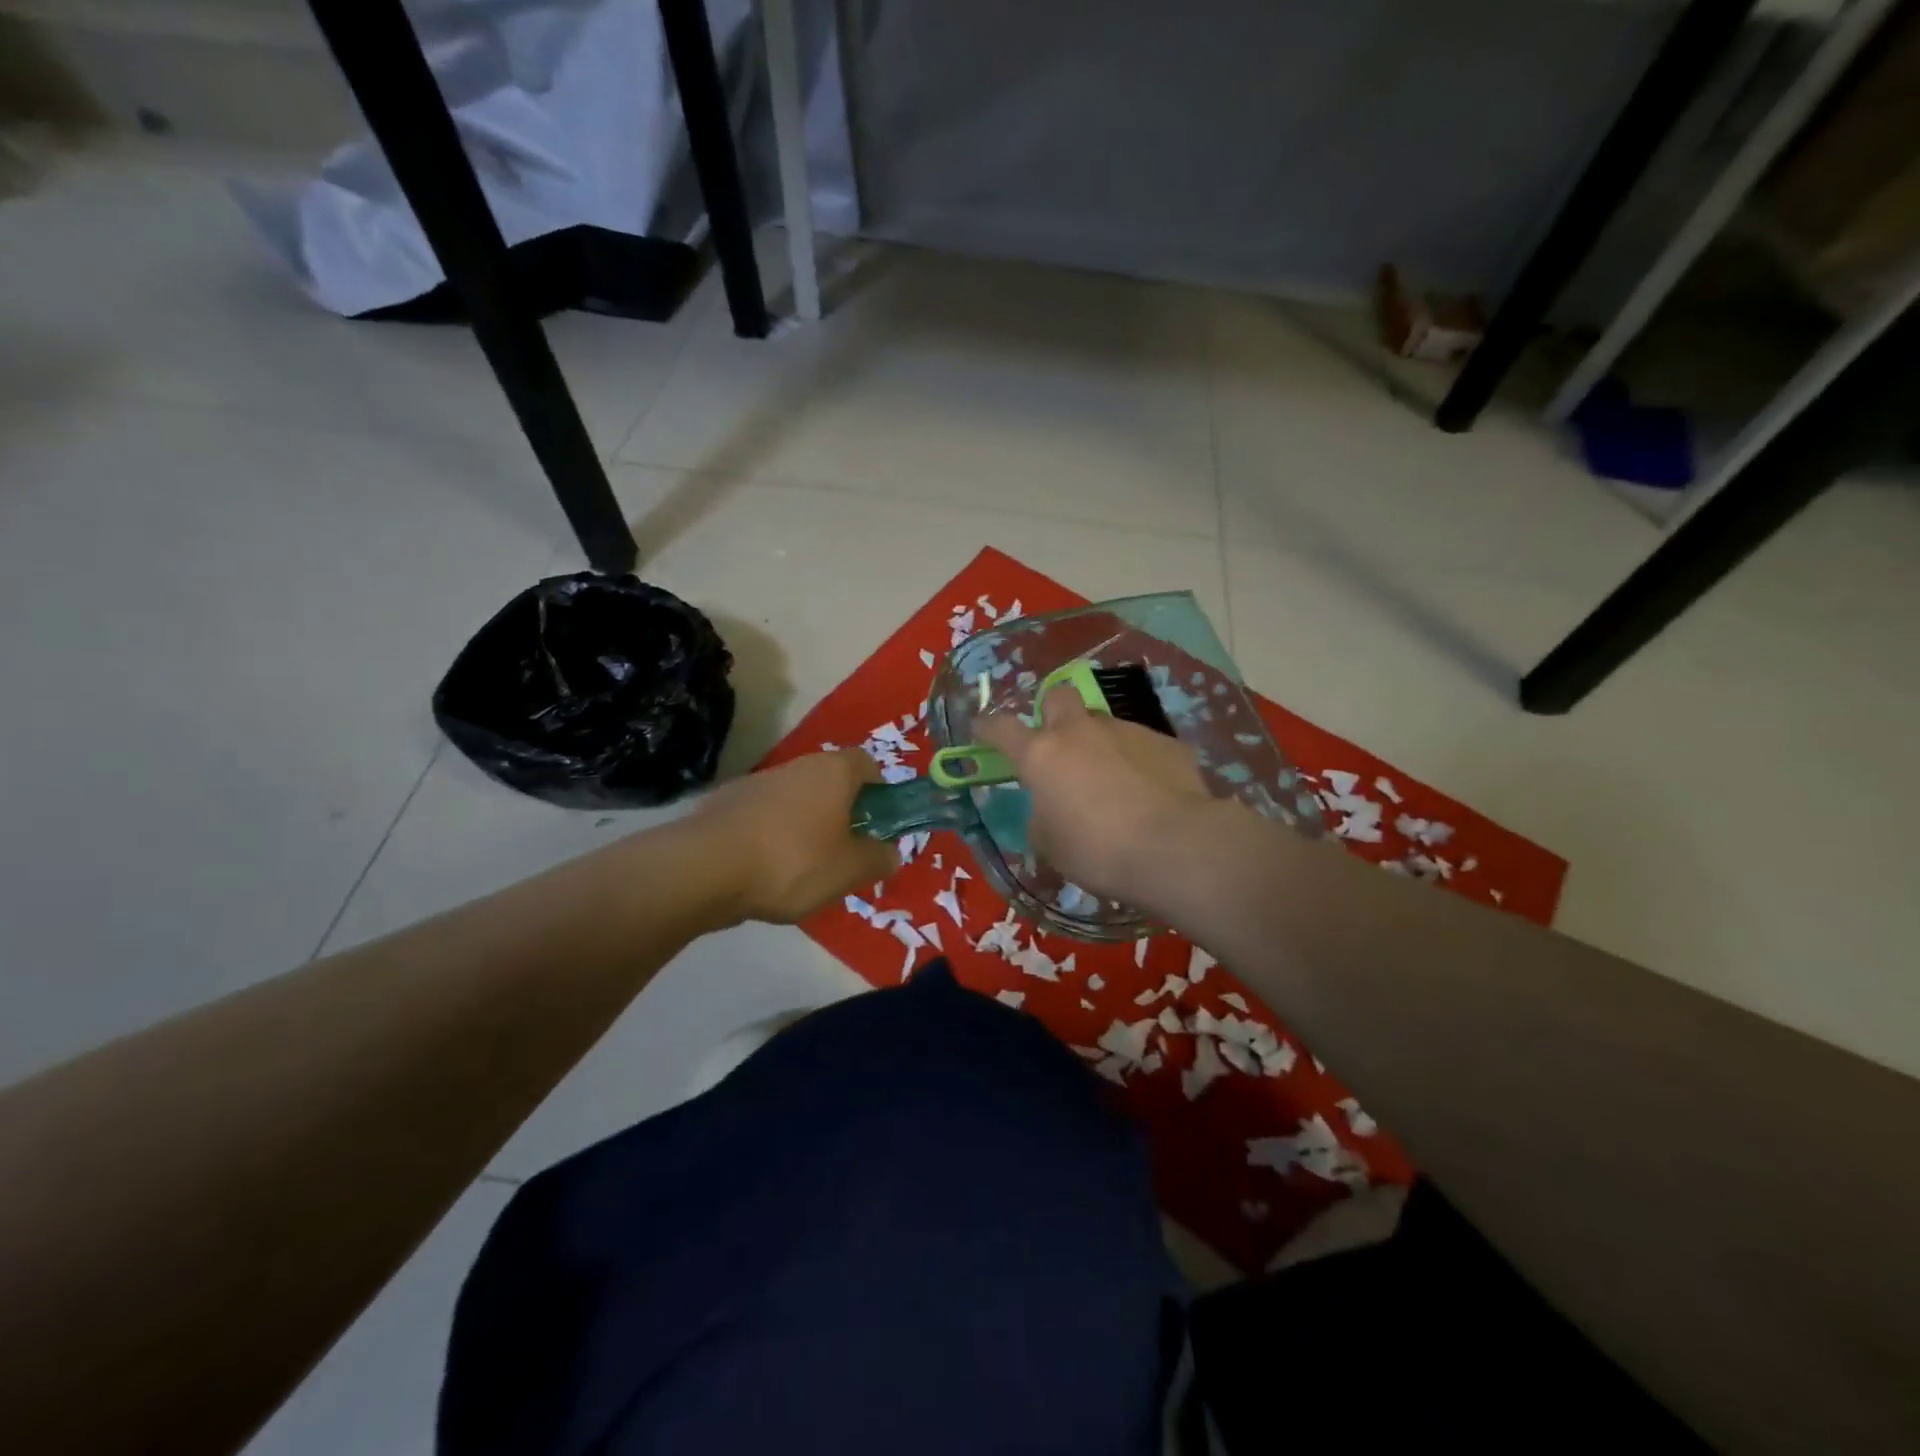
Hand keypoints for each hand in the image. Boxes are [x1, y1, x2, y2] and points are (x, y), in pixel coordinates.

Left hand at [694, 751, 899, 923]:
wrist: (705, 868)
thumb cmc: (793, 861)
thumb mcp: (850, 870)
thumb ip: (878, 859)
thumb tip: (892, 852)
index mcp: (834, 772)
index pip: (868, 764)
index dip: (879, 790)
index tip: (879, 822)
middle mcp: (798, 766)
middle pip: (831, 781)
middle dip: (843, 811)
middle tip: (847, 851)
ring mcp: (758, 781)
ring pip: (797, 799)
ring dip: (806, 824)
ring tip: (805, 868)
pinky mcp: (727, 803)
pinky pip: (765, 816)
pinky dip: (773, 835)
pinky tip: (767, 870)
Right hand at [974, 686, 1214, 905]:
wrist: (1175, 847)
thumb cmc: (1098, 851)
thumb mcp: (1051, 845)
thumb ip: (1042, 818)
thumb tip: (1049, 810)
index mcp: (1042, 754)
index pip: (1001, 728)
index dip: (988, 727)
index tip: (982, 729)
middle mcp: (1081, 731)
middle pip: (1058, 696)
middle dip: (1053, 713)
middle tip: (1058, 745)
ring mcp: (1126, 731)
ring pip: (1103, 723)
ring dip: (1100, 744)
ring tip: (1113, 783)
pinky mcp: (1166, 742)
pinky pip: (1141, 745)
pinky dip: (1137, 763)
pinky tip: (1150, 793)